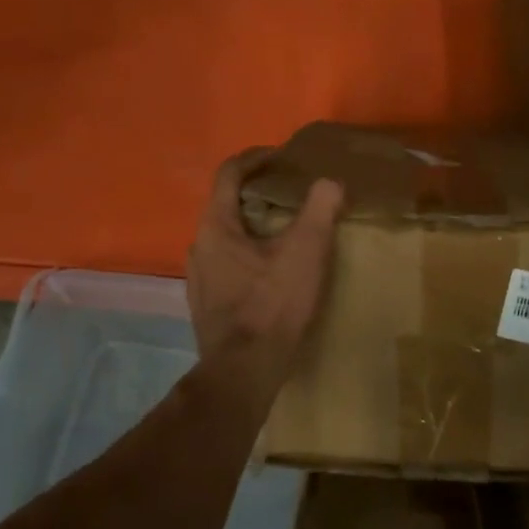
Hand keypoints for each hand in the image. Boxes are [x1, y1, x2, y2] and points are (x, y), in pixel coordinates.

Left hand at [186, 148, 344, 392]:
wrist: (243, 372)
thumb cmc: (272, 305)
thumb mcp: (305, 251)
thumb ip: (319, 209)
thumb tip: (330, 182)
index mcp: (215, 227)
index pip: (228, 174)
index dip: (255, 158)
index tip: (281, 157)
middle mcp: (198, 247)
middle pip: (226, 205)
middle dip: (259, 194)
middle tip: (292, 195)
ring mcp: (198, 279)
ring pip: (226, 238)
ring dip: (254, 227)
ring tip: (287, 234)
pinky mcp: (205, 305)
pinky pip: (226, 265)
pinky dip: (249, 255)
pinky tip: (272, 273)